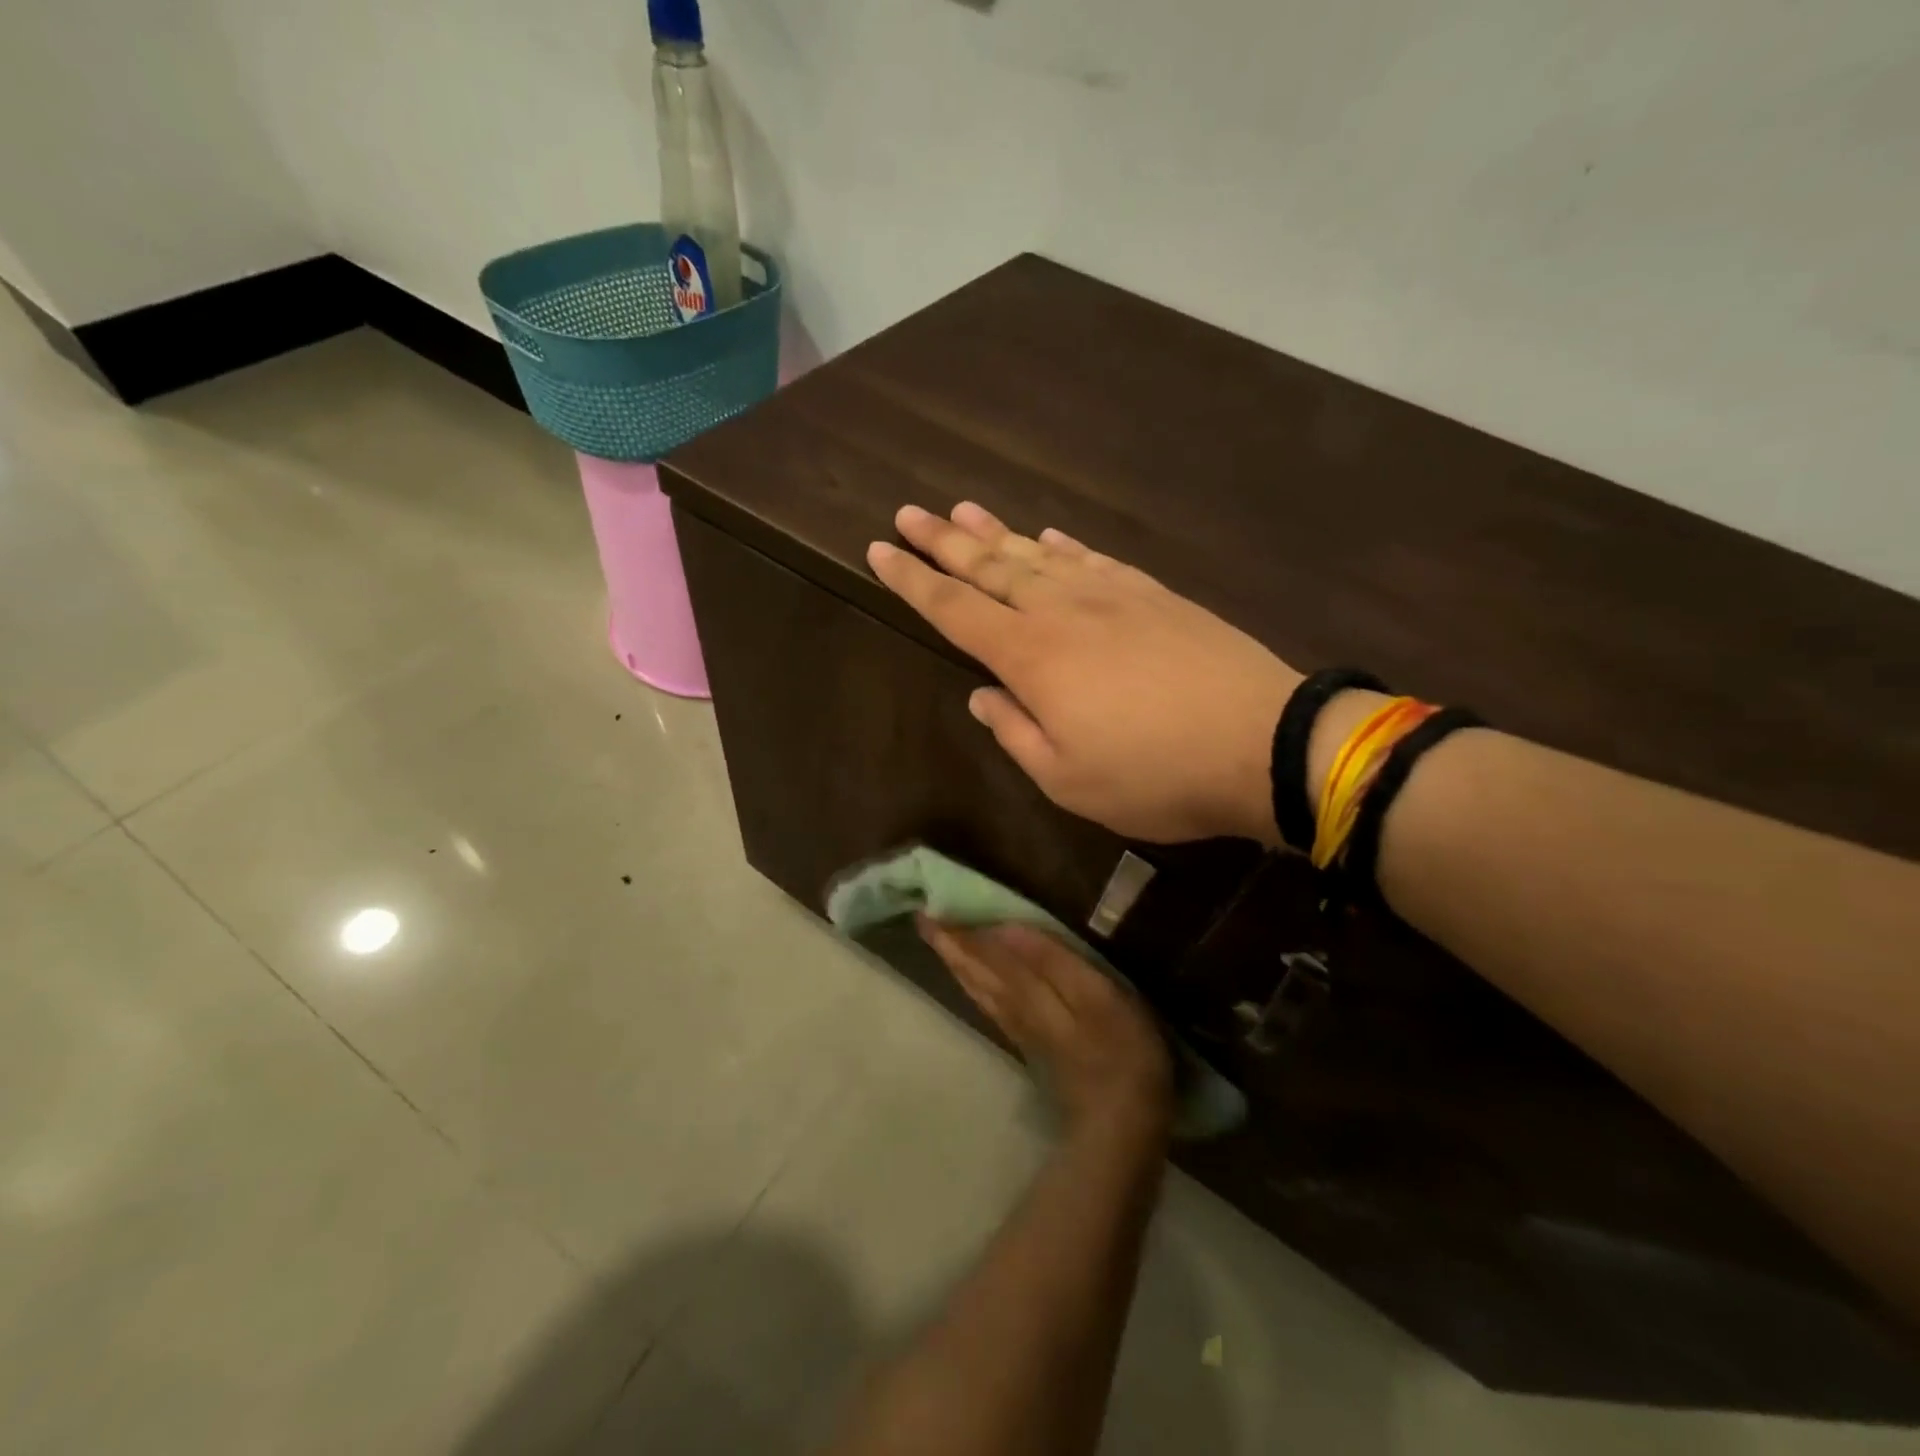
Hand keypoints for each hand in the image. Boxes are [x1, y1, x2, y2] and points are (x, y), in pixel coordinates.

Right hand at [868, 502, 1299, 844]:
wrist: (1263, 743)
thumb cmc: (1154, 774)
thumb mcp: (1067, 779)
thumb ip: (1015, 732)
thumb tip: (982, 696)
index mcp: (1031, 657)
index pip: (955, 609)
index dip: (913, 581)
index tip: (879, 551)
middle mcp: (1062, 611)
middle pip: (990, 567)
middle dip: (944, 540)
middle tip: (908, 514)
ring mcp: (1112, 595)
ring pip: (1038, 554)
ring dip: (996, 532)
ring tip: (963, 509)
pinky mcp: (1154, 595)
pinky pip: (1093, 559)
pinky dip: (1062, 545)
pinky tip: (1047, 535)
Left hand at [917, 917, 1173, 1145]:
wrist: (1121, 1123)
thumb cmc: (1119, 1049)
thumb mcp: (1095, 996)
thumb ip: (1050, 961)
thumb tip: (1005, 927)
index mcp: (1025, 989)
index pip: (983, 951)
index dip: (958, 928)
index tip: (929, 905)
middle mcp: (1012, 1005)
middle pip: (973, 969)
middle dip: (948, 942)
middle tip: (922, 918)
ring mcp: (1020, 1027)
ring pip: (976, 988)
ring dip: (956, 963)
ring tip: (939, 942)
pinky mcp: (1030, 1044)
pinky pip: (989, 1005)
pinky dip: (974, 986)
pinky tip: (972, 982)